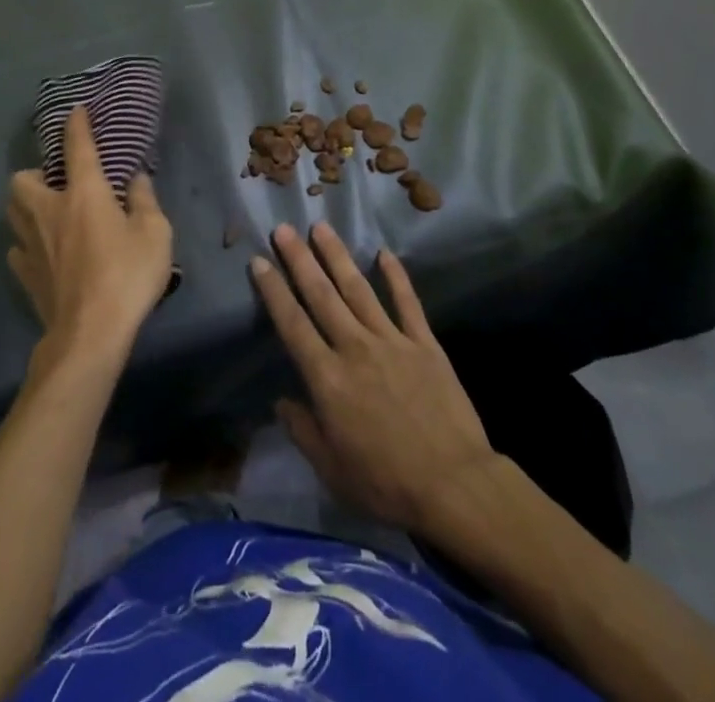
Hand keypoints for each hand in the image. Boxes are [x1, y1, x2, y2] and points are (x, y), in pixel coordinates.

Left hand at [7, 106, 172, 368]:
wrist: (90, 333)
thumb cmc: (127, 276)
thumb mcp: (155, 234)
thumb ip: (145, 201)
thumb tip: (136, 179)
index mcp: (84, 194)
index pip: (77, 148)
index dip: (77, 125)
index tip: (76, 111)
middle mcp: (50, 211)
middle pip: (22, 180)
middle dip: (34, 173)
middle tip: (55, 182)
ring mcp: (32, 244)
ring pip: (12, 211)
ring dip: (25, 204)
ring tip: (46, 212)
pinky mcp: (26, 274)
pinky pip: (17, 248)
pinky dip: (26, 243)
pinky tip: (43, 251)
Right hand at [251, 223, 501, 536]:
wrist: (455, 487)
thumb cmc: (386, 484)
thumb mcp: (332, 470)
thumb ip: (303, 431)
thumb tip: (281, 402)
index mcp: (328, 378)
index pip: (292, 324)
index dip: (273, 291)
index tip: (259, 261)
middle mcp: (354, 348)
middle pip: (321, 295)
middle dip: (299, 259)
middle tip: (283, 228)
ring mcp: (392, 341)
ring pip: (358, 289)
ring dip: (337, 256)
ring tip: (321, 228)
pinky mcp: (424, 344)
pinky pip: (407, 302)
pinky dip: (396, 276)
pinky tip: (384, 252)